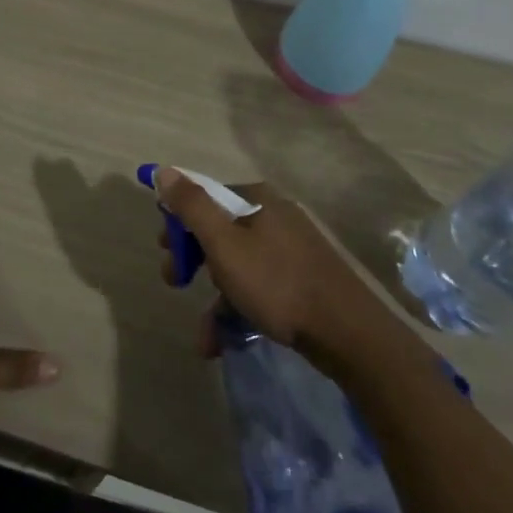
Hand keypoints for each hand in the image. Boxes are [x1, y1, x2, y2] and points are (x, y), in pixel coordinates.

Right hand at [155, 168, 390, 366]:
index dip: (180, 221)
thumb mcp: (224, 243)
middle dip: (193, 260)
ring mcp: (291, 250)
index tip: (165, 248)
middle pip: (220, 231)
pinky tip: (224, 342)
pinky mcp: (302, 281)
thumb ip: (191, 206)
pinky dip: (238, 311)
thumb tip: (163, 170)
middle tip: (175, 282)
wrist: (348, 333)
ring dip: (214, 299)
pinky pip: (259, 288)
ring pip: (238, 266)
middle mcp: (275, 217)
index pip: (206, 197)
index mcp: (257, 200)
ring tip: (204, 337)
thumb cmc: (276, 283)